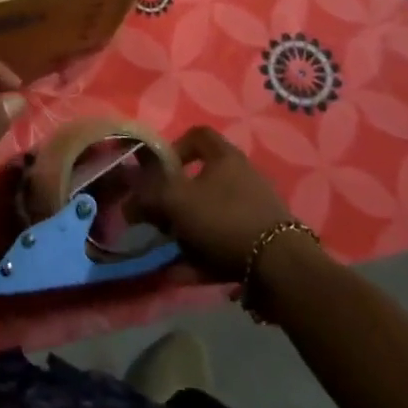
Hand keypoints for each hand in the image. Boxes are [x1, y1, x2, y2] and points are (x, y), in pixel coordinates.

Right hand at [129, 126, 292, 281]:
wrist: (280, 267)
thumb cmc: (224, 218)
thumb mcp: (176, 201)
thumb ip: (147, 196)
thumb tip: (127, 202)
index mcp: (224, 157)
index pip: (197, 135)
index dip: (174, 147)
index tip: (157, 172)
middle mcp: (241, 176)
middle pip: (200, 180)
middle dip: (174, 200)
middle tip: (158, 218)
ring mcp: (253, 209)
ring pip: (209, 214)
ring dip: (186, 231)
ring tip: (168, 250)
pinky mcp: (259, 240)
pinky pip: (222, 242)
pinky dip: (202, 255)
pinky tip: (184, 273)